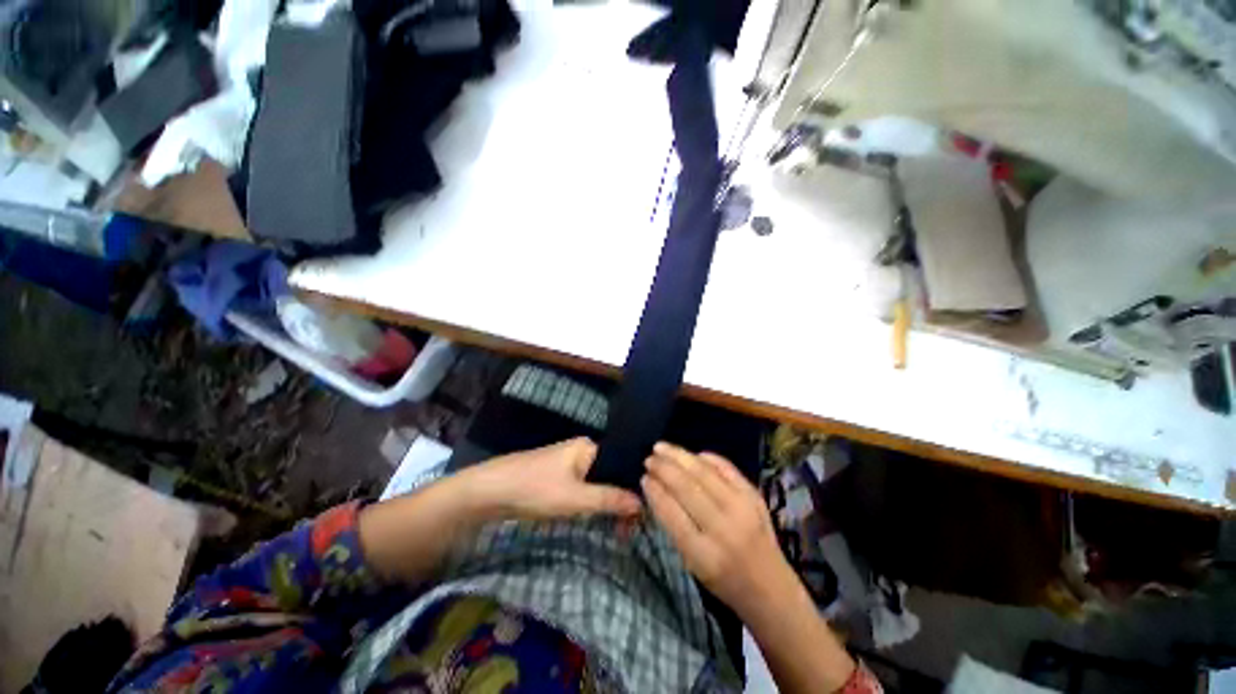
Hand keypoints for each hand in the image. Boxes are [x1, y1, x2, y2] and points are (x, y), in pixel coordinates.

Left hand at [463, 438, 642, 520]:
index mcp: (589, 447)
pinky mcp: (558, 476)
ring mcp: (569, 463)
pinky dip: (592, 503)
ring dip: (607, 504)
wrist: (490, 491)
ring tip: (619, 529)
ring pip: (598, 483)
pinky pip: (584, 488)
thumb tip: (642, 503)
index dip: (634, 489)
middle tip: (628, 531)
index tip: (641, 517)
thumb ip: (609, 499)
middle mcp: (582, 451)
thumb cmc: (535, 488)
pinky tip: (599, 517)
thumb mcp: (575, 498)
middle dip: (621, 501)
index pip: (622, 465)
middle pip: (611, 475)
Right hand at [642, 442, 794, 616]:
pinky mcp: (755, 496)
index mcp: (703, 555)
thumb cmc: (724, 581)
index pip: (671, 513)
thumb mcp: (692, 564)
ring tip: (662, 447)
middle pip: (687, 488)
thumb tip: (656, 488)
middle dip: (664, 468)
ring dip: (680, 456)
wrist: (771, 588)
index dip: (655, 491)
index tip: (643, 478)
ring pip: (704, 473)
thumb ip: (674, 527)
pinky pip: (726, 468)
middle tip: (649, 458)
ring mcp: (742, 509)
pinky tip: (692, 454)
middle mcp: (723, 529)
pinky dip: (708, 458)